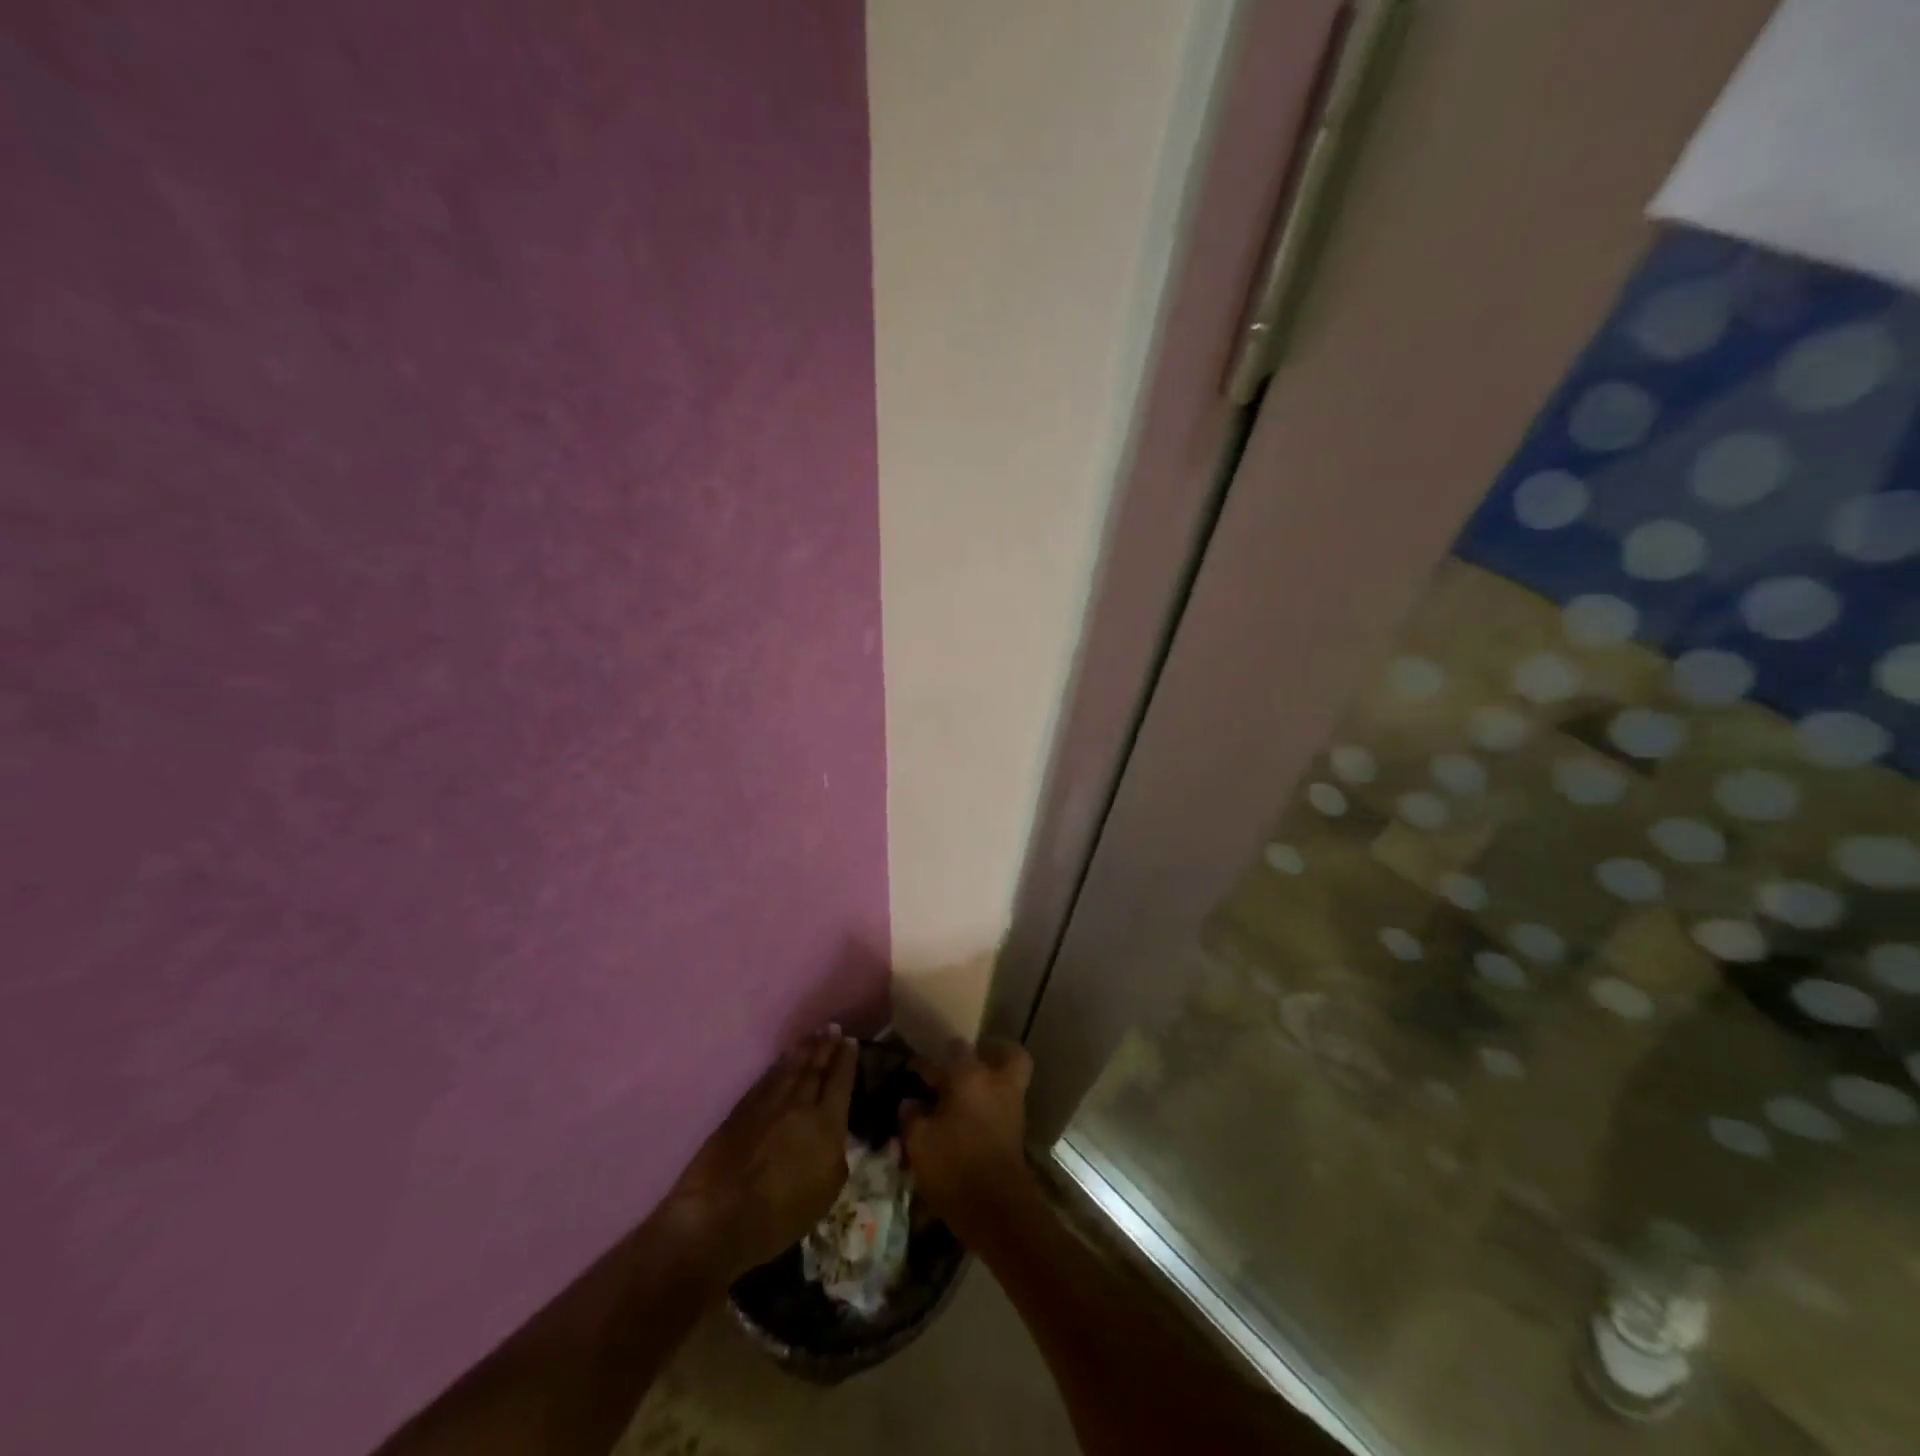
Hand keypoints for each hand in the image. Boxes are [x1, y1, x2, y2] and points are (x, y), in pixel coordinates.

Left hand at [662, 1029, 857, 1280]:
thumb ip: (836, 1153)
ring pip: (790, 1067)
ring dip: (803, 1049)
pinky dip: (778, 1066)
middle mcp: (798, 1103)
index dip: (846, 1059)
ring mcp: (767, 1103)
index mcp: (825, 1122)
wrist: (720, 1218)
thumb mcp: (827, 1190)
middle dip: (826, 1046)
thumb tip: (835, 1133)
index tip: (851, 1041)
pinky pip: (766, 1078)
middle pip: (815, 1067)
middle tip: (833, 1028)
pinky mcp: (741, 1110)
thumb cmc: (781, 1215)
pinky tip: (783, 1061)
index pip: (840, 1081)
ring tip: (813, 1035)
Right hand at [900, 1039, 1034, 1241]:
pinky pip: (1008, 1102)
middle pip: (1006, 1052)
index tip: (914, 1068)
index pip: (953, 1049)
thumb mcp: (919, 1142)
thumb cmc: (954, 1166)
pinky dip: (994, 1102)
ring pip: (1011, 1077)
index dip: (930, 1059)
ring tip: (964, 1092)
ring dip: (992, 1078)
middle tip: (966, 1063)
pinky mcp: (1017, 1131)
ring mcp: (1012, 1106)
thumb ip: (911, 1116)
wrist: (997, 1210)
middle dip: (990, 1052)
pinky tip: (970, 1117)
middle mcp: (996, 1082)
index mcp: (970, 1076)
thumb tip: (909, 1102)